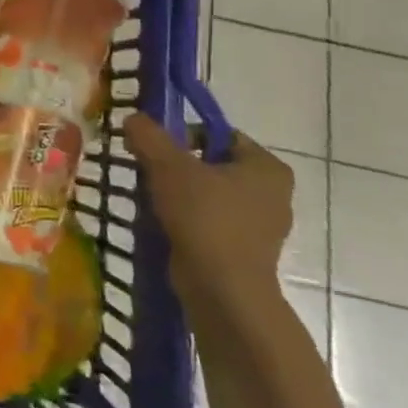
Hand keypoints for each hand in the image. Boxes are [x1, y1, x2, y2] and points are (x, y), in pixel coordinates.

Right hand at [123, 113, 293, 323]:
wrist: (223, 290)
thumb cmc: (204, 218)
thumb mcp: (168, 166)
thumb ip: (149, 136)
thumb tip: (134, 117)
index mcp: (267, 167)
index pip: (221, 135)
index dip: (184, 134)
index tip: (154, 148)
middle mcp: (274, 193)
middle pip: (213, 164)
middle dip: (178, 166)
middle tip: (148, 171)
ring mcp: (262, 226)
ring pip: (210, 195)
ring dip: (180, 194)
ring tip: (151, 199)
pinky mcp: (245, 252)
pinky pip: (211, 222)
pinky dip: (187, 219)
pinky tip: (164, 224)